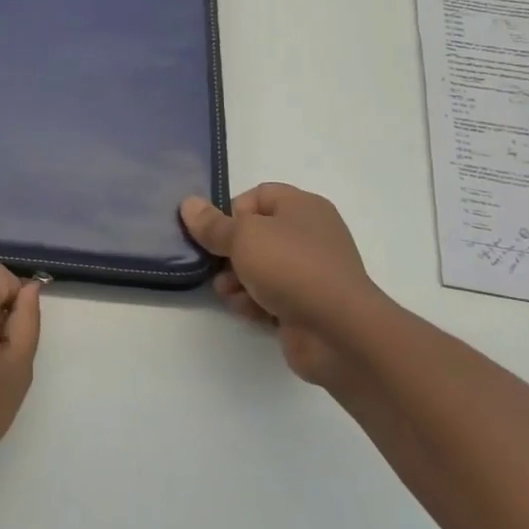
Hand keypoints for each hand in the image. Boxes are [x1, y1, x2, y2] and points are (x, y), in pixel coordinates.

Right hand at [180, 184, 387, 386]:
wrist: (340, 332)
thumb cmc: (291, 268)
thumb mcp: (243, 237)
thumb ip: (212, 224)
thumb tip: (188, 204)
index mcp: (302, 207)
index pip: (258, 196)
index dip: (232, 212)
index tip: (216, 233)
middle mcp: (310, 235)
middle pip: (255, 235)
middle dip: (229, 253)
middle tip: (215, 266)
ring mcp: (311, 273)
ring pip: (260, 268)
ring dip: (237, 281)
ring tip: (229, 293)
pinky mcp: (308, 306)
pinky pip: (272, 296)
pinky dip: (255, 302)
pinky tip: (247, 311)